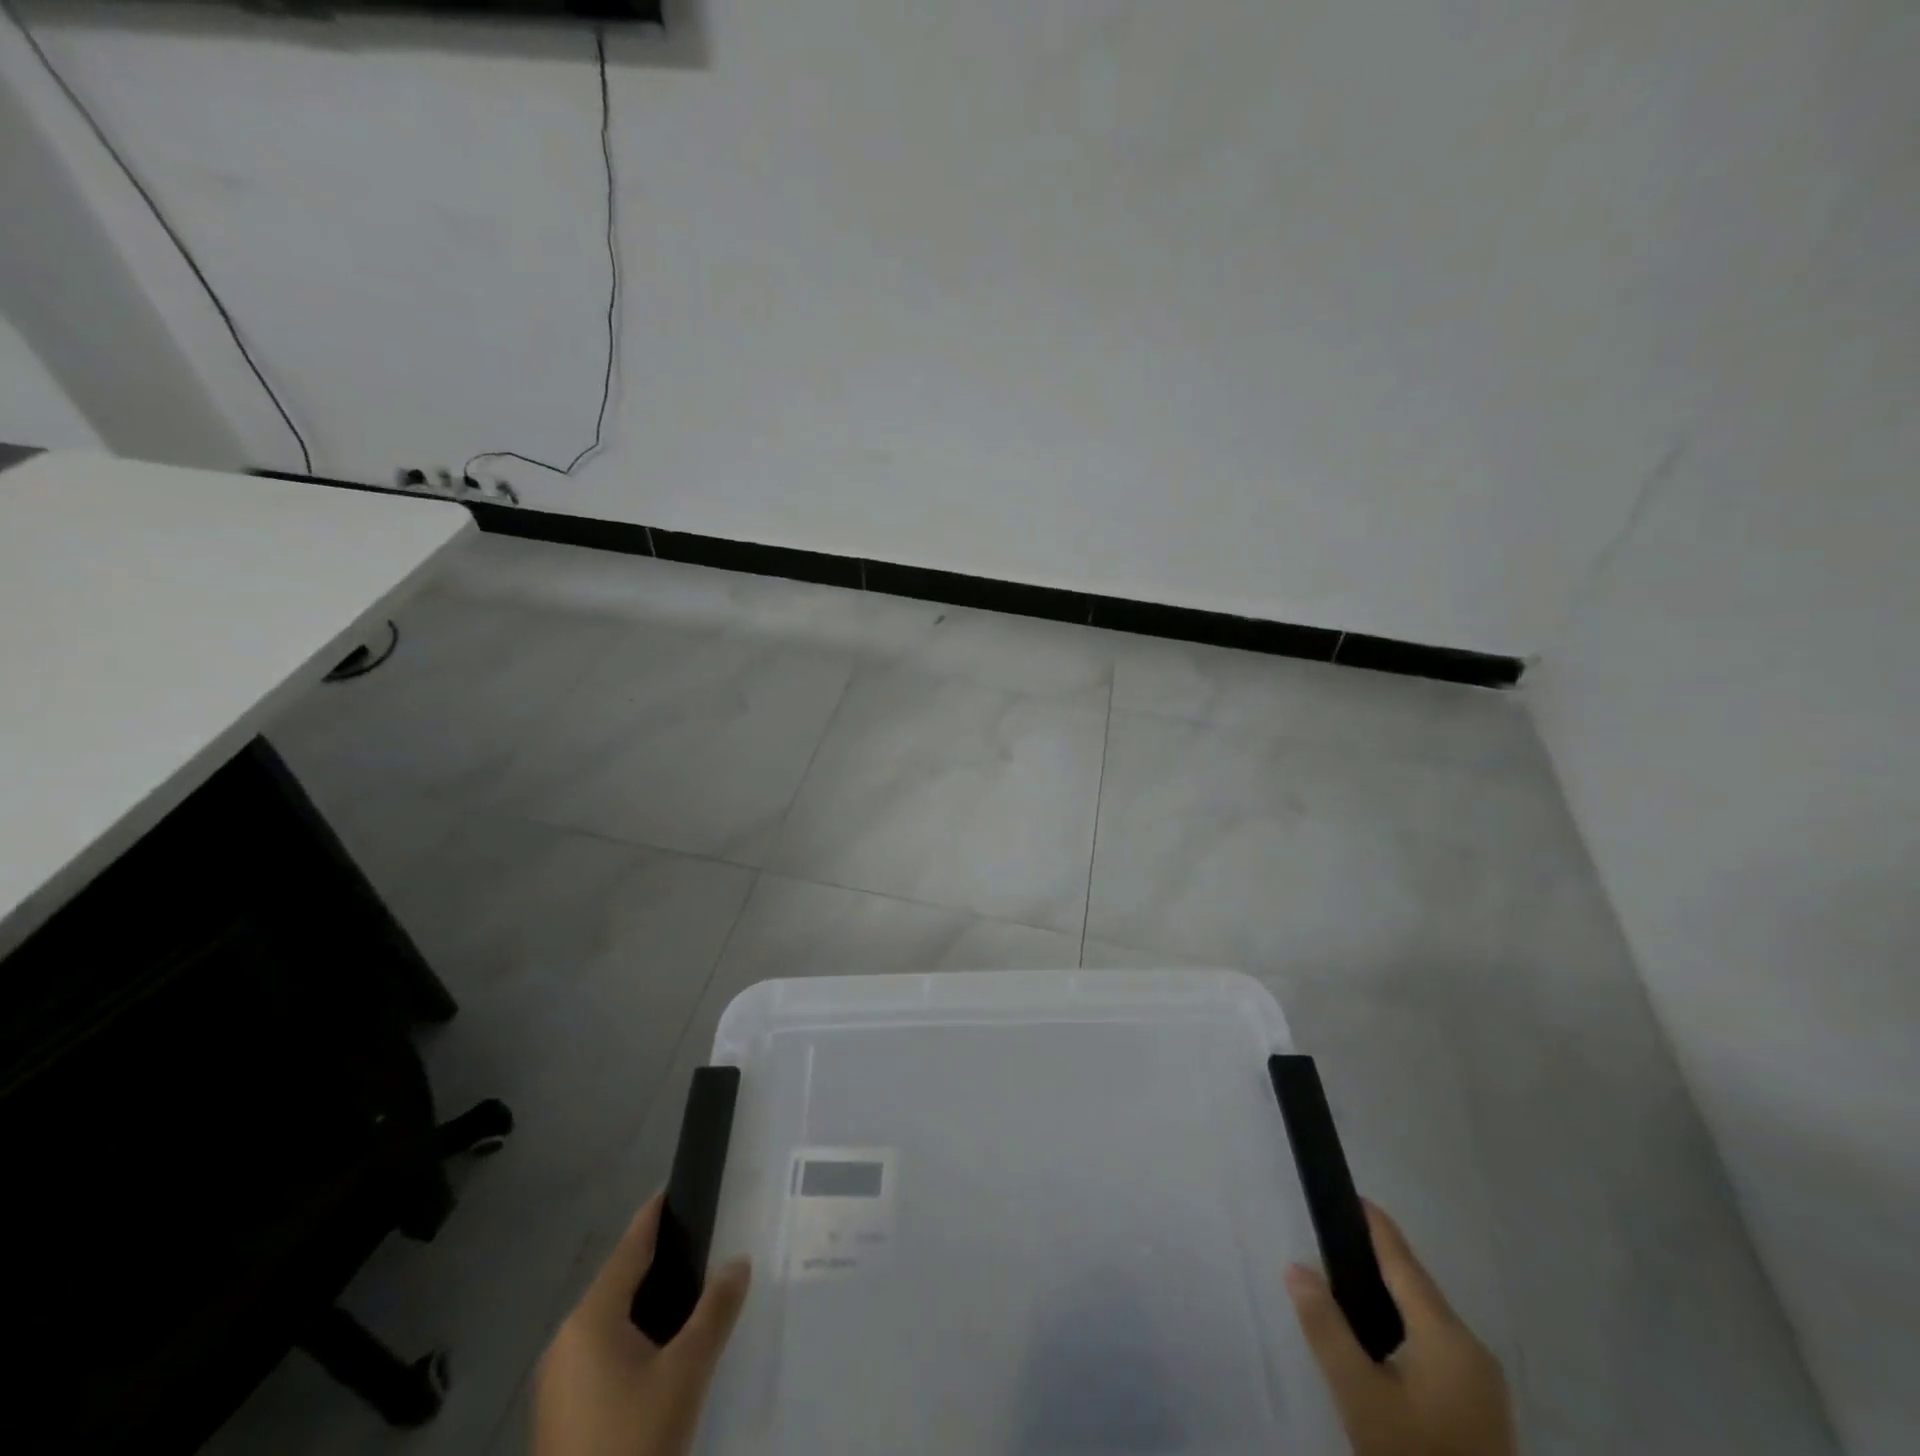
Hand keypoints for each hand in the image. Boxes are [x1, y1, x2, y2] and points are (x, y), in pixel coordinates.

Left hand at [535, 1194, 751, 1455]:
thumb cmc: (634, 1439)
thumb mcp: (686, 1373)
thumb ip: (715, 1310)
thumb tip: (740, 1260)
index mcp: (590, 1319)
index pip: (629, 1247)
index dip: (655, 1214)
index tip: (677, 1185)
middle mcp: (565, 1340)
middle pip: (618, 1281)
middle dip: (658, 1260)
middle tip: (702, 1241)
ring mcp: (558, 1379)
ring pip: (610, 1319)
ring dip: (646, 1301)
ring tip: (691, 1291)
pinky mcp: (561, 1412)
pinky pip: (601, 1351)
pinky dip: (632, 1336)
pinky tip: (662, 1348)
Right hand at [1285, 1201, 1515, 1455]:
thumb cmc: (1412, 1452)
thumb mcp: (1359, 1395)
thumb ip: (1326, 1327)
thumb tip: (1295, 1267)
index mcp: (1448, 1337)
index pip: (1404, 1263)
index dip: (1377, 1227)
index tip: (1353, 1194)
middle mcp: (1474, 1351)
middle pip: (1418, 1290)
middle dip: (1378, 1262)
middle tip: (1334, 1241)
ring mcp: (1484, 1383)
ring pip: (1428, 1320)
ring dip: (1391, 1298)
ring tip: (1347, 1284)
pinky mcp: (1481, 1409)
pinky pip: (1438, 1347)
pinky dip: (1406, 1328)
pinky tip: (1380, 1339)